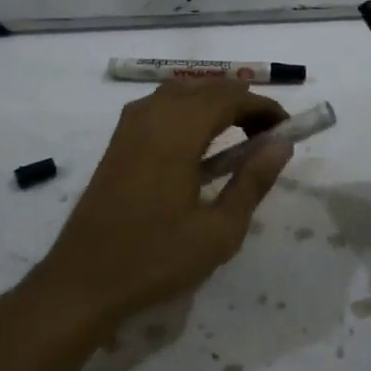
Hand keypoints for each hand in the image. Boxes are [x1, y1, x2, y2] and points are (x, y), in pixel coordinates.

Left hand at [31, 80, 293, 335]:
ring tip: (237, 136)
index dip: (263, 107)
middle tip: (267, 137)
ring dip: (213, 103)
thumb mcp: (219, 230)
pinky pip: (158, 106)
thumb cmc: (156, 259)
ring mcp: (129, 127)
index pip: (230, 97)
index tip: (287, 131)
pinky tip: (196, 144)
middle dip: (242, 103)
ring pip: (180, 92)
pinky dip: (187, 110)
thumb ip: (253, 181)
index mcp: (177, 133)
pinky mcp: (117, 142)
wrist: (83, 281)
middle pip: (206, 88)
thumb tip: (281, 144)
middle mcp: (151, 117)